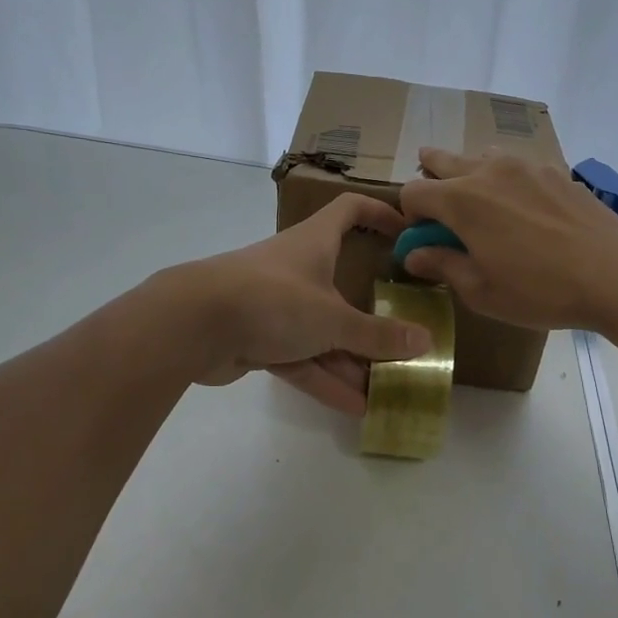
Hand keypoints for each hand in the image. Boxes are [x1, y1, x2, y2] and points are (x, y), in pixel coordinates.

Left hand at [165, 194, 431, 414]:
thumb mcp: (332, 318)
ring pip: (322, 331)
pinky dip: (324, 378)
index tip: (406, 232)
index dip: (379, 214)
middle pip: (342, 285)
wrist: (192, 325)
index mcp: (315, 243)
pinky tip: (354, 406)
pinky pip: (300, 358)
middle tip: (404, 336)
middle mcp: (297, 269)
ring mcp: (275, 305)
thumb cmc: (272, 299)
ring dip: (351, 359)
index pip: (350, 210)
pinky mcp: (257, 338)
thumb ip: (377, 335)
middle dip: (372, 315)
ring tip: (387, 388)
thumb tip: (425, 341)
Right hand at [397, 148, 617, 330]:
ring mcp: (525, 165)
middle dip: (431, 179)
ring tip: (482, 207)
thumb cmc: (541, 291)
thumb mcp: (482, 291)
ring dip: (469, 176)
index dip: (410, 215)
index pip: (413, 191)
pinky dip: (506, 180)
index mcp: (461, 200)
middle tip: (439, 210)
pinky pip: (516, 165)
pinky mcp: (555, 170)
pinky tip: (524, 210)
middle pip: (442, 160)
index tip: (424, 238)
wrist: (617, 275)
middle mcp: (488, 171)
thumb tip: (413, 254)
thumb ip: (443, 265)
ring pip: (481, 157)